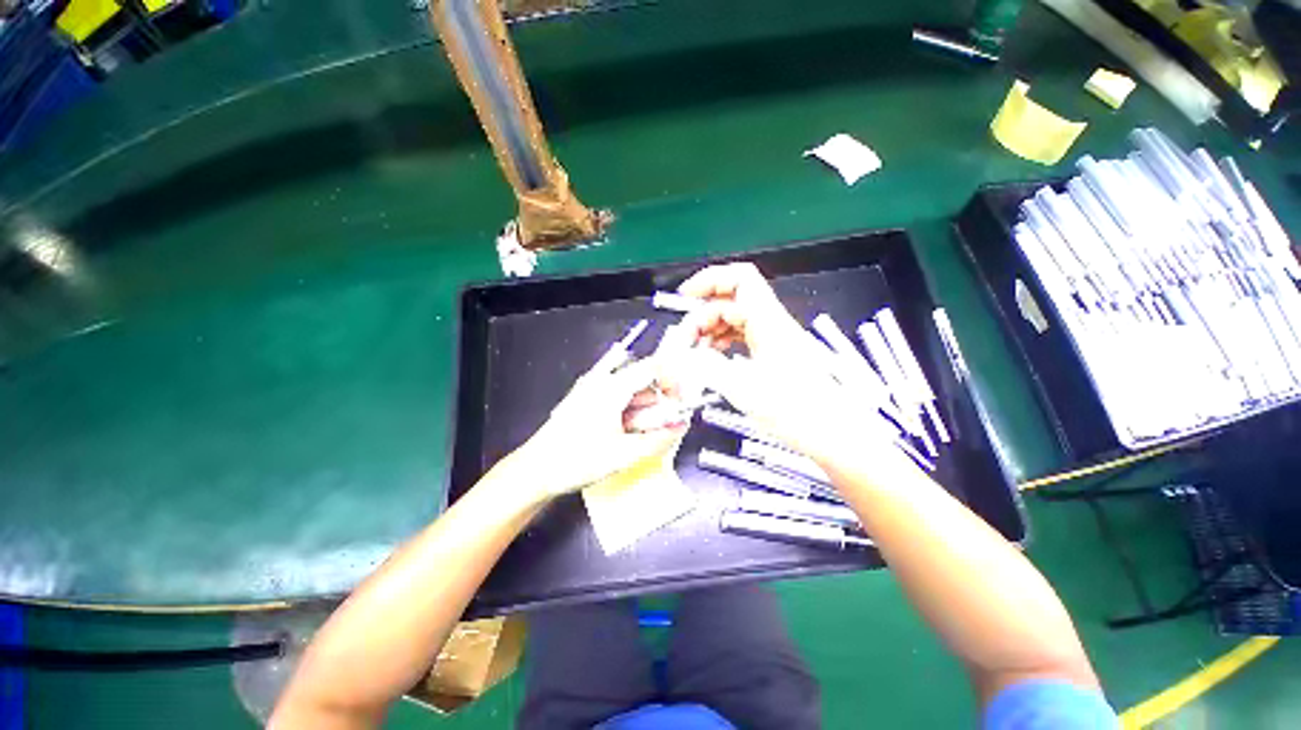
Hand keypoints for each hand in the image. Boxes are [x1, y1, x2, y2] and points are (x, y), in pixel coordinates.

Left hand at [505, 357, 687, 501]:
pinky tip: (623, 436)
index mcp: (612, 387)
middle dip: (657, 406)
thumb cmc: (575, 460)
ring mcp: (593, 391)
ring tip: (636, 439)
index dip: (672, 381)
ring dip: (643, 413)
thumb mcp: (624, 454)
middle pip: (643, 383)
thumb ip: (659, 440)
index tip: (679, 402)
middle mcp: (602, 382)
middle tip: (661, 430)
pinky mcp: (588, 402)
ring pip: (632, 394)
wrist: (535, 471)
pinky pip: (618, 401)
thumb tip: (680, 427)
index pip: (653, 367)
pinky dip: (629, 416)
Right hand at [678, 264, 895, 462]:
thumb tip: (677, 354)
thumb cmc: (796, 412)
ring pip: (734, 319)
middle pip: (730, 301)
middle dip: (702, 315)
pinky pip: (741, 336)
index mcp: (768, 322)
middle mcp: (771, 323)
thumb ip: (707, 366)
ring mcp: (773, 338)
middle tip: (684, 341)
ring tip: (694, 353)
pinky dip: (721, 342)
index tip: (684, 298)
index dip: (709, 280)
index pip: (739, 280)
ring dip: (710, 330)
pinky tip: (711, 358)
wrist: (833, 434)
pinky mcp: (773, 353)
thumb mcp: (744, 388)